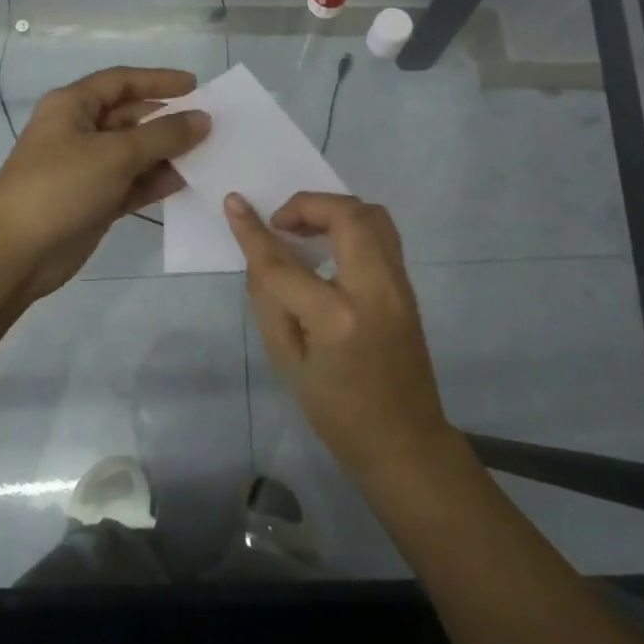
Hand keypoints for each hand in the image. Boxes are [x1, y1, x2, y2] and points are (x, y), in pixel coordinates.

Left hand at [0, 66, 209, 300]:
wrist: (15, 252)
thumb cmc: (61, 186)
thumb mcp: (115, 154)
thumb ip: (164, 135)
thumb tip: (202, 119)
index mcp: (72, 106)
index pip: (121, 81)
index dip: (159, 81)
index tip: (197, 87)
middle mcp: (79, 131)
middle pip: (131, 117)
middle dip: (168, 120)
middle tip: (211, 125)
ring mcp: (86, 169)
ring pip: (134, 153)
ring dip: (167, 153)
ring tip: (209, 154)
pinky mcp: (94, 201)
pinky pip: (132, 183)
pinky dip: (156, 181)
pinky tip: (188, 181)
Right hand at [224, 191, 456, 482]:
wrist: (404, 441)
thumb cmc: (336, 412)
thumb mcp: (287, 362)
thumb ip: (270, 300)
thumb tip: (260, 254)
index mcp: (337, 318)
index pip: (285, 263)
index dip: (253, 231)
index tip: (234, 202)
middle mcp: (375, 290)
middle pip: (346, 215)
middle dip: (307, 205)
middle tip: (281, 224)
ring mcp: (400, 285)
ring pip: (373, 215)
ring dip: (334, 210)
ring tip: (304, 230)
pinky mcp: (409, 287)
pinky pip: (381, 235)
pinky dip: (351, 226)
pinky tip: (328, 247)